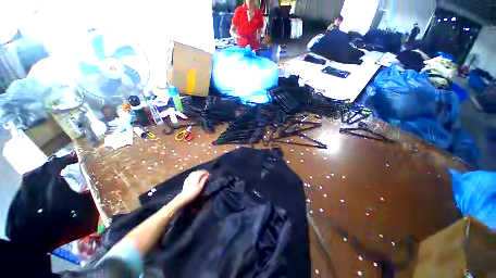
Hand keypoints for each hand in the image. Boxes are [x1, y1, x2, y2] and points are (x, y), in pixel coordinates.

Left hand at [177, 170, 209, 203]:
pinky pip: (191, 175)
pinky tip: (195, 178)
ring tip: (201, 176)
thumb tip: (207, 175)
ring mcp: (188, 177)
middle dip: (202, 172)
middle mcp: (192, 175)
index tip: (208, 174)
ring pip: (194, 173)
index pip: (202, 172)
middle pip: (198, 171)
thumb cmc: (194, 192)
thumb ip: (204, 180)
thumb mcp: (201, 186)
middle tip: (205, 175)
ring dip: (198, 173)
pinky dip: (195, 175)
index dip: (206, 172)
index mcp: (196, 176)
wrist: (185, 197)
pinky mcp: (186, 180)